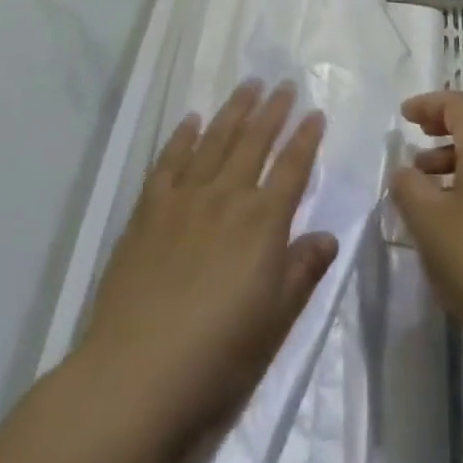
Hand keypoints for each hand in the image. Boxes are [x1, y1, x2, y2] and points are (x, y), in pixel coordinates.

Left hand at [78, 80, 336, 458]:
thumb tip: (328, 235)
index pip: (292, 168)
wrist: (134, 377)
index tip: (316, 112)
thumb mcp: (275, 323)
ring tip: (248, 85)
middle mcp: (227, 198)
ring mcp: (184, 199)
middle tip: (284, 84)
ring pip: (215, 140)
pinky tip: (192, 120)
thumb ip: (302, 272)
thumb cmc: (216, 359)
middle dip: (273, 111)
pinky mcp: (148, 210)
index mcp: (263, 223)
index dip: (306, 138)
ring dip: (235, 110)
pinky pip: (170, 161)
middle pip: (254, 142)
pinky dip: (183, 136)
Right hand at [388, 91, 462, 355]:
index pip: (458, 104)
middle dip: (449, 119)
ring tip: (426, 177)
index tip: (404, 116)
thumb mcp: (428, 222)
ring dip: (459, 150)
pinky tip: (451, 208)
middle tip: (422, 134)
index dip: (429, 103)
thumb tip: (405, 172)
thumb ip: (409, 187)